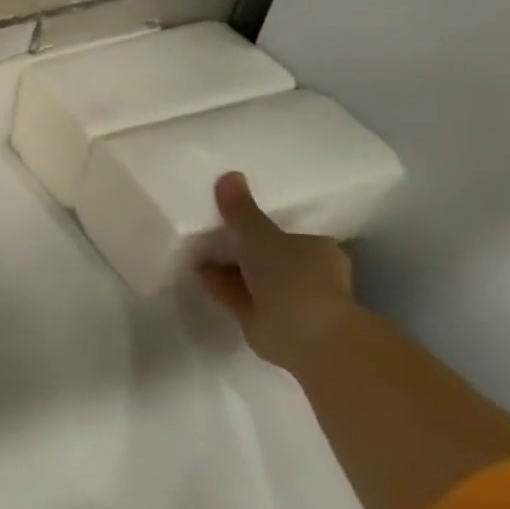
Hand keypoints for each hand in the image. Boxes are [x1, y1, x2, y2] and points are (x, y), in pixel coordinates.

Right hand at [197, 171, 357, 368]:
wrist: (306, 334)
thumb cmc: (293, 276)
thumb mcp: (260, 235)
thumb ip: (241, 210)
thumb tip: (228, 175)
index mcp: (316, 250)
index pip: (285, 234)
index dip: (256, 227)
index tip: (227, 221)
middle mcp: (306, 273)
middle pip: (264, 255)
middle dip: (237, 249)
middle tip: (205, 235)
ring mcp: (287, 299)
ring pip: (249, 277)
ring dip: (225, 269)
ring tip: (193, 253)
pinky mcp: (266, 320)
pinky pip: (237, 296)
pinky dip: (219, 286)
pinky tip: (196, 275)